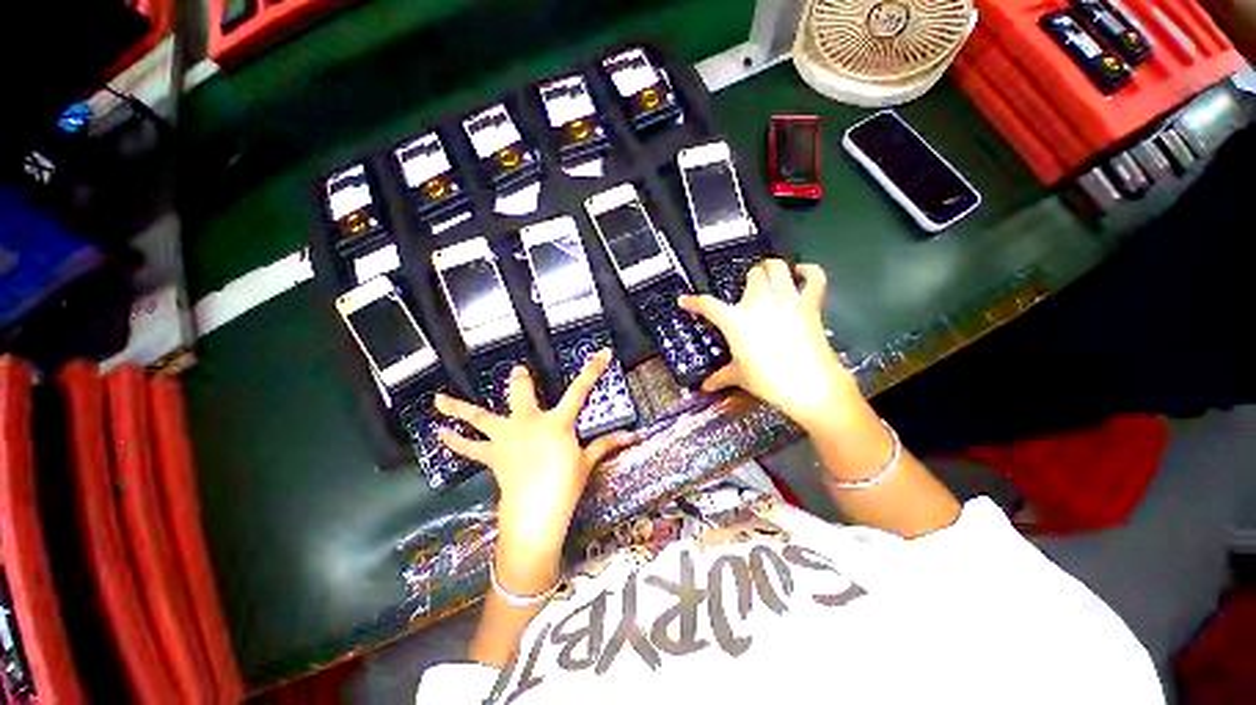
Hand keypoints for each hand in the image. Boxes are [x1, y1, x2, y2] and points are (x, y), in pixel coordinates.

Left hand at [434, 349, 633, 592]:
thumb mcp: (587, 462)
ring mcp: (507, 437)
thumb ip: (606, 445)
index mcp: (557, 422)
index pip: (580, 390)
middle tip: (517, 370)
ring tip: (438, 399)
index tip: (603, 352)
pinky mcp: (493, 455)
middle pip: (523, 394)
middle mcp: (529, 422)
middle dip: (521, 380)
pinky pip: (471, 448)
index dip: (593, 370)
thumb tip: (633, 436)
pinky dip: (456, 442)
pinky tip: (438, 433)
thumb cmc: (565, 484)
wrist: (535, 512)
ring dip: (459, 408)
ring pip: (480, 418)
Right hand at [679, 259, 859, 430]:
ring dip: (772, 268)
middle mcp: (759, 302)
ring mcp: (786, 299)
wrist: (807, 383)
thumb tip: (705, 386)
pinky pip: (814, 277)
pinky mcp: (809, 304)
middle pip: (752, 275)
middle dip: (749, 279)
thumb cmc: (767, 379)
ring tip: (769, 273)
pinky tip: (802, 271)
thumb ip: (720, 377)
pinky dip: (809, 271)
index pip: (707, 305)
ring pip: (778, 268)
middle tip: (747, 289)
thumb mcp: (739, 376)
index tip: (684, 300)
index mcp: (735, 319)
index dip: (693, 302)